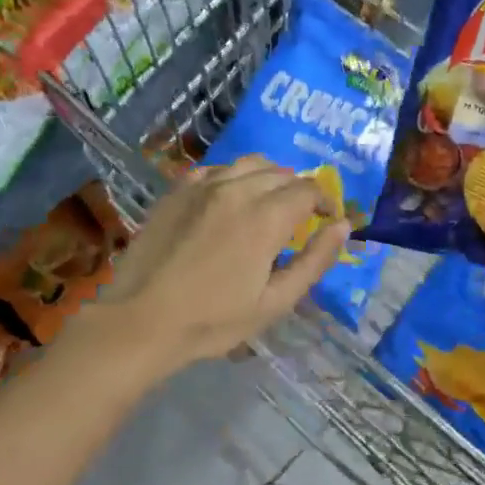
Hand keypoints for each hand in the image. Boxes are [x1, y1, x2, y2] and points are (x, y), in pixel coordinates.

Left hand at [84, 157, 346, 376]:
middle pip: (281, 173)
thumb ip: (315, 261)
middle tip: (300, 219)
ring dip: (268, 178)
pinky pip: (215, 169)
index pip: (308, 190)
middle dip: (299, 191)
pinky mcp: (176, 191)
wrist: (141, 321)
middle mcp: (236, 189)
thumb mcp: (275, 302)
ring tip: (268, 205)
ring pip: (249, 164)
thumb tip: (343, 226)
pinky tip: (229, 200)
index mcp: (265, 217)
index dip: (325, 202)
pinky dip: (233, 177)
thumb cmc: (213, 321)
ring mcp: (201, 186)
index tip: (326, 220)